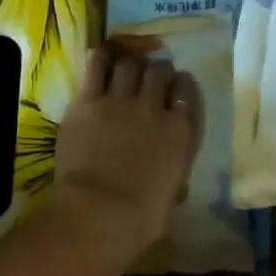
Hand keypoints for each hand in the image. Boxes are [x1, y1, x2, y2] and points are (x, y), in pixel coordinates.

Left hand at [46, 47, 198, 268]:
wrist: (98, 212)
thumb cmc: (141, 217)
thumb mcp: (172, 196)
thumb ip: (175, 176)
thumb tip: (175, 183)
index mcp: (180, 131)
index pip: (188, 91)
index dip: (182, 86)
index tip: (177, 89)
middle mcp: (153, 108)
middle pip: (159, 71)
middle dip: (158, 71)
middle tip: (150, 78)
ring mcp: (119, 101)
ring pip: (130, 64)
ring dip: (131, 64)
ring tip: (126, 70)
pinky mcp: (88, 102)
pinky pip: (96, 67)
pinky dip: (101, 59)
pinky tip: (101, 58)